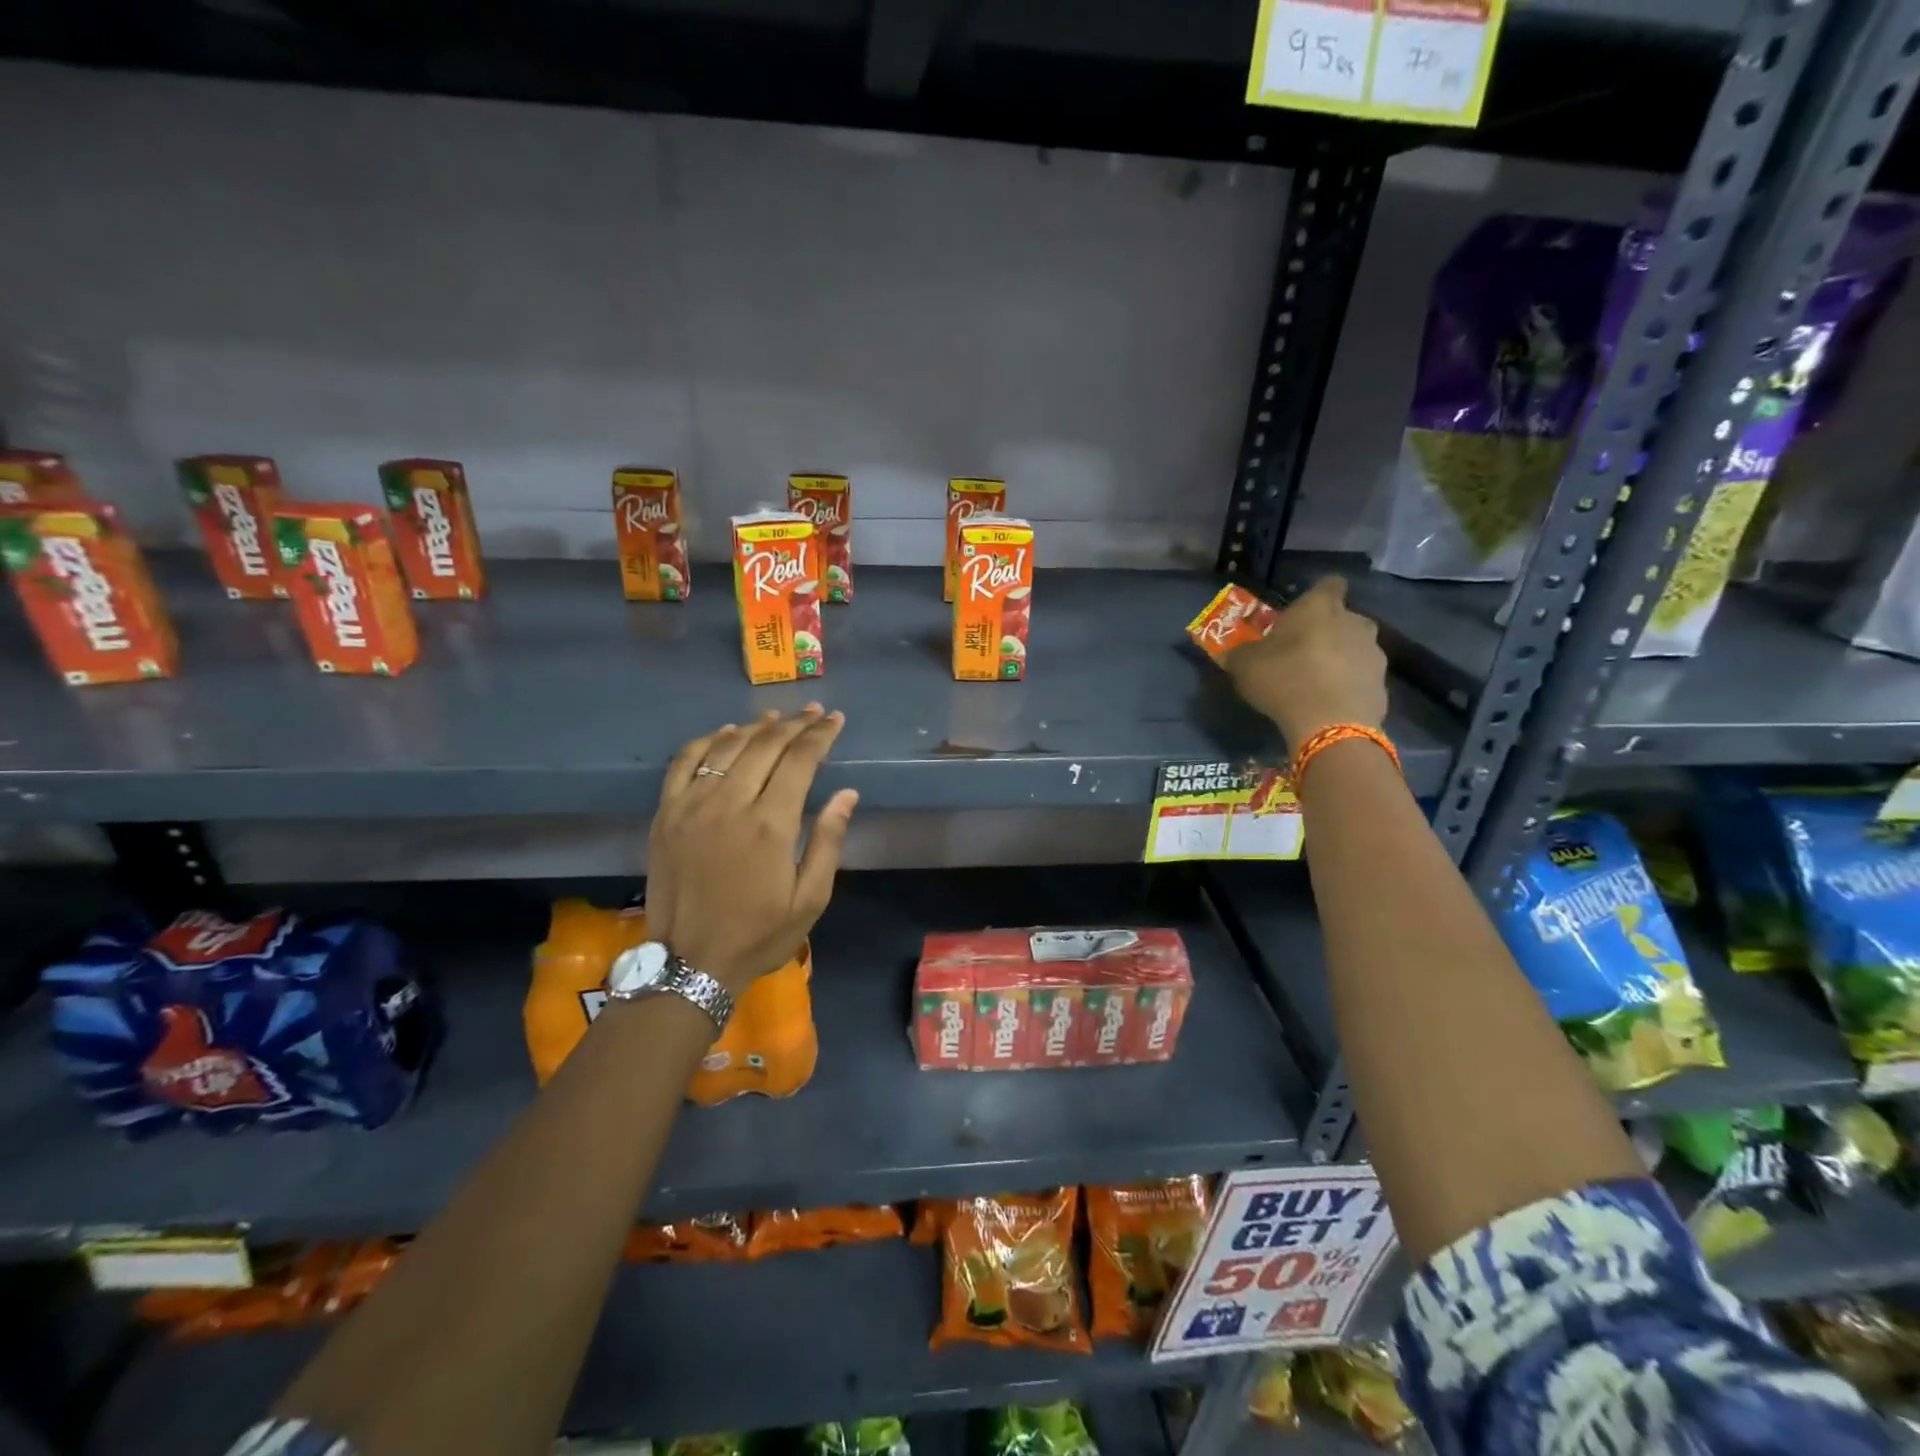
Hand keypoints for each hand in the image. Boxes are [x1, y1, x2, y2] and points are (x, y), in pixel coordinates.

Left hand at [646, 706, 857, 994]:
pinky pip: (684, 762)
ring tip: (777, 716)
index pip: (800, 760)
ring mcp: (691, 806)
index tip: (836, 720)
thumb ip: (828, 842)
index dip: (820, 735)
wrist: (690, 963)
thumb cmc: (758, 934)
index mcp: (770, 824)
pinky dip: (707, 741)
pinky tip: (725, 734)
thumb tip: (847, 794)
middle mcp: (730, 804)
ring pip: (727, 747)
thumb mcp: (810, 899)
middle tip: (814, 713)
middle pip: (765, 745)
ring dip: (755, 727)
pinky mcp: (665, 814)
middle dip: (794, 724)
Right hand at [1225, 576, 1387, 748]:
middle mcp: (1354, 622)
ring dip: (1341, 658)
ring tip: (1317, 681)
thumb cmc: (1284, 679)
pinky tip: (1329, 703)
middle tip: (1303, 651)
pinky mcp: (1382, 685)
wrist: (1330, 724)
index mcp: (1320, 607)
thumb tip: (1236, 653)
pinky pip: (1361, 679)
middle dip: (1328, 630)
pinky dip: (1348, 686)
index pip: (1329, 584)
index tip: (1303, 611)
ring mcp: (1374, 653)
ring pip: (1355, 648)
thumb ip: (1241, 654)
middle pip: (1344, 618)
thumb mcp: (1245, 665)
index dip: (1318, 595)